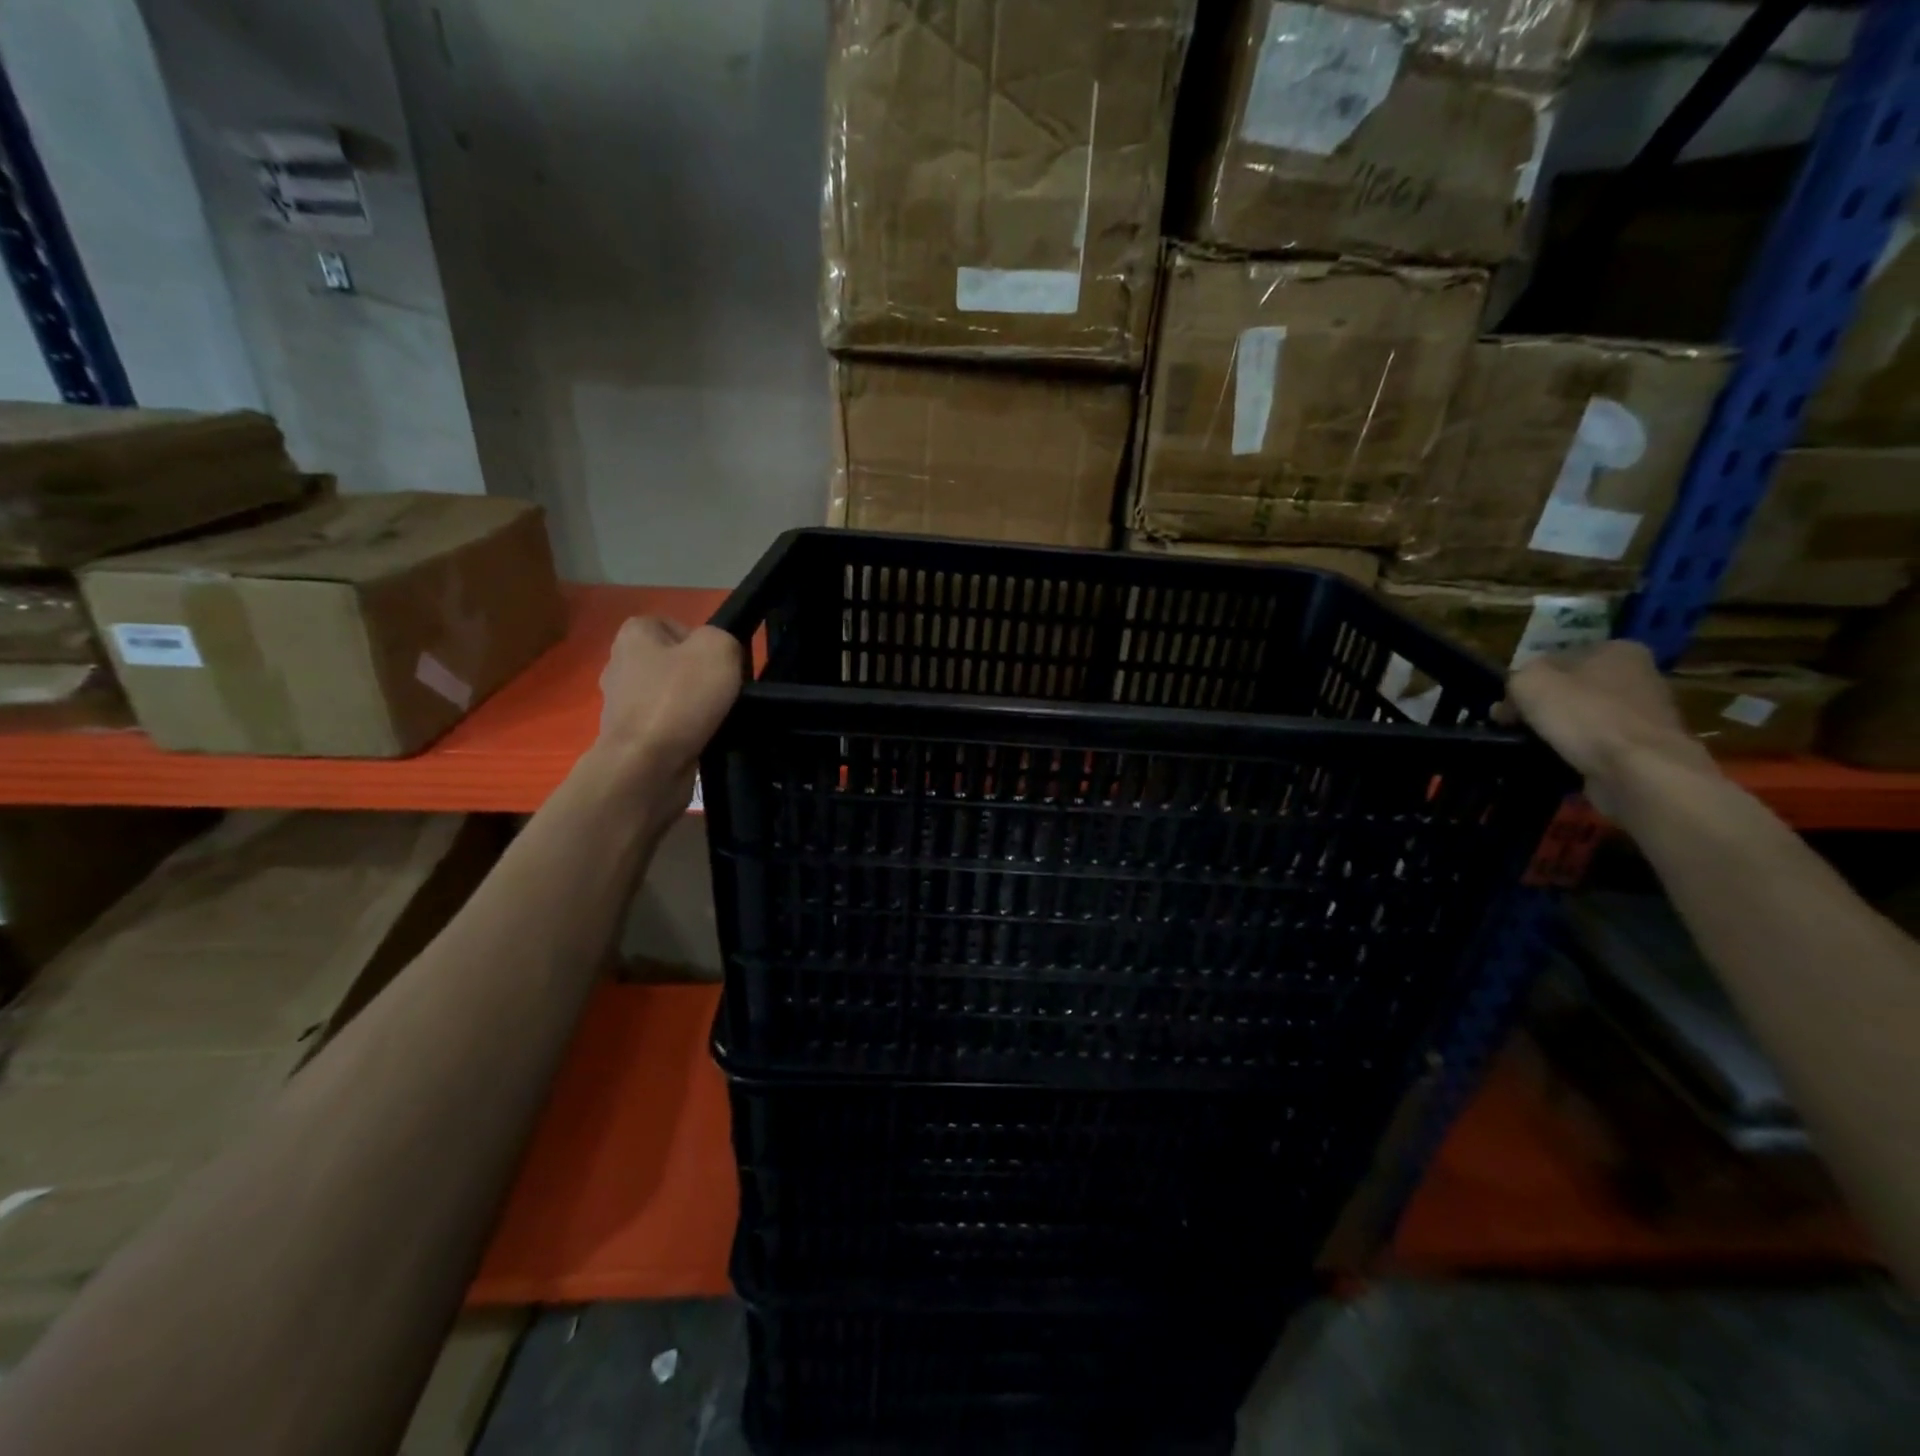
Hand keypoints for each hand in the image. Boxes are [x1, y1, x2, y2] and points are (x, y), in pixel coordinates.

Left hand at [596, 618, 743, 789]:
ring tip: (714, 720)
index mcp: (633, 634)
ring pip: (672, 696)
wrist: (646, 765)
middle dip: (699, 678)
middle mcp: (620, 663)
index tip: (720, 665)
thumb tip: (718, 656)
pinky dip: (684, 733)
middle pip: (675, 663)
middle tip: (722, 693)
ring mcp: (621, 703)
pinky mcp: (630, 736)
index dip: (704, 643)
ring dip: (693, 708)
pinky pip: (666, 726)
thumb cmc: (679, 698)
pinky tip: (700, 740)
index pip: (677, 626)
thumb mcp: (718, 649)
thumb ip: (723, 639)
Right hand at [1505, 641, 1713, 807]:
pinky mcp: (1644, 747)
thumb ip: (1514, 681)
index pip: (1556, 659)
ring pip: (1582, 717)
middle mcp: (1638, 676)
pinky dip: (1575, 752)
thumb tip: (1510, 703)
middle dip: (1541, 707)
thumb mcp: (1530, 682)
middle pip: (1571, 688)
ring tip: (1532, 747)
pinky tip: (1558, 761)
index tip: (1505, 706)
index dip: (1525, 681)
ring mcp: (1644, 714)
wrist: (1638, 768)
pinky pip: (1595, 744)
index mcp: (1617, 650)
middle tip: (1512, 727)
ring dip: (1557, 731)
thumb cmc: (1584, 713)